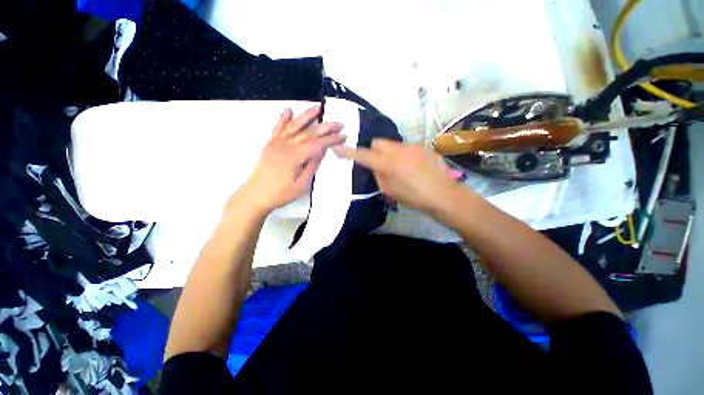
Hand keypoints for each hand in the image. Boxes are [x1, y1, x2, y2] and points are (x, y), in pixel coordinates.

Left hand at [238, 106, 345, 213]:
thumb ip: (312, 166)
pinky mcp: (270, 144)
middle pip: (309, 132)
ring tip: (318, 107)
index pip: (317, 144)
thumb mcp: (301, 185)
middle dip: (326, 127)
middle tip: (339, 123)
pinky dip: (283, 118)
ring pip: (294, 125)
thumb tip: (322, 151)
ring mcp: (276, 143)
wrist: (255, 195)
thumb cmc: (280, 194)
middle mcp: (285, 145)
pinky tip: (289, 110)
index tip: (343, 136)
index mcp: (294, 157)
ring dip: (307, 115)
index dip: (331, 139)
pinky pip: (277, 128)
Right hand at [333, 139, 461, 212]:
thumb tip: (375, 167)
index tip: (338, 148)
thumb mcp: (390, 191)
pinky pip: (405, 147)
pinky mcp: (422, 147)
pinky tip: (411, 166)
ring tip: (398, 167)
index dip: (348, 152)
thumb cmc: (414, 198)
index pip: (362, 155)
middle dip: (373, 150)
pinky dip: (402, 154)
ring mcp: (411, 146)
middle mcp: (397, 150)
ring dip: (389, 153)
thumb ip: (378, 176)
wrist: (443, 195)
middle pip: (377, 141)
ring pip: (392, 144)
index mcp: (387, 164)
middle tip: (378, 163)